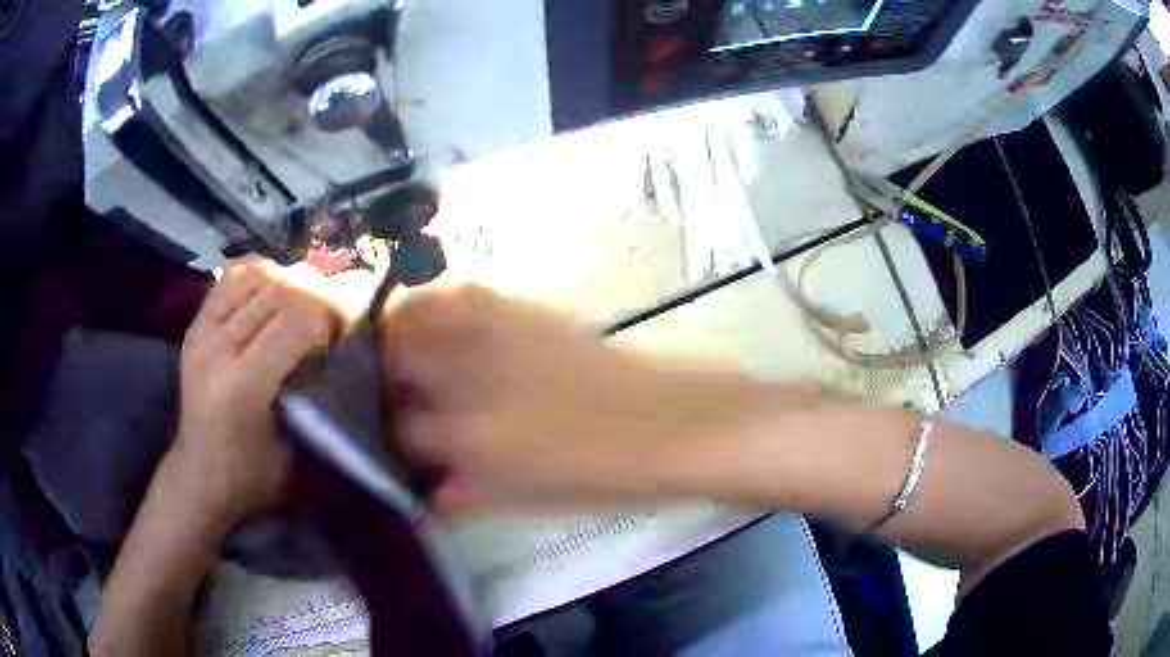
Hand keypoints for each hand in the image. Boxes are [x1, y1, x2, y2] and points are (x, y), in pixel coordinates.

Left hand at [176, 262, 340, 522]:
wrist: (200, 476)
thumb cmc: (252, 476)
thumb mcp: (295, 454)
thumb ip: (316, 399)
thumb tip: (343, 349)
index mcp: (242, 387)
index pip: (296, 323)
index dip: (329, 315)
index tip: (347, 328)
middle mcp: (217, 350)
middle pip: (277, 291)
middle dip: (315, 294)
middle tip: (334, 310)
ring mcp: (201, 332)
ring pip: (254, 276)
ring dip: (288, 279)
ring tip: (305, 298)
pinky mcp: (194, 326)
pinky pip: (230, 279)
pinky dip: (258, 274)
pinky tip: (273, 287)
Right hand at [380, 283, 754, 513]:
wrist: (665, 422)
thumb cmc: (597, 475)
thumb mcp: (521, 499)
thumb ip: (461, 494)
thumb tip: (423, 491)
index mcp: (469, 439)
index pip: (398, 433)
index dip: (387, 438)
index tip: (390, 439)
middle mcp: (468, 379)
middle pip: (392, 364)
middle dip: (380, 382)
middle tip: (387, 395)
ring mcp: (492, 334)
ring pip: (413, 318)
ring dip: (395, 337)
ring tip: (398, 354)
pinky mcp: (519, 308)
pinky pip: (456, 293)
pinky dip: (432, 306)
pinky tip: (438, 325)